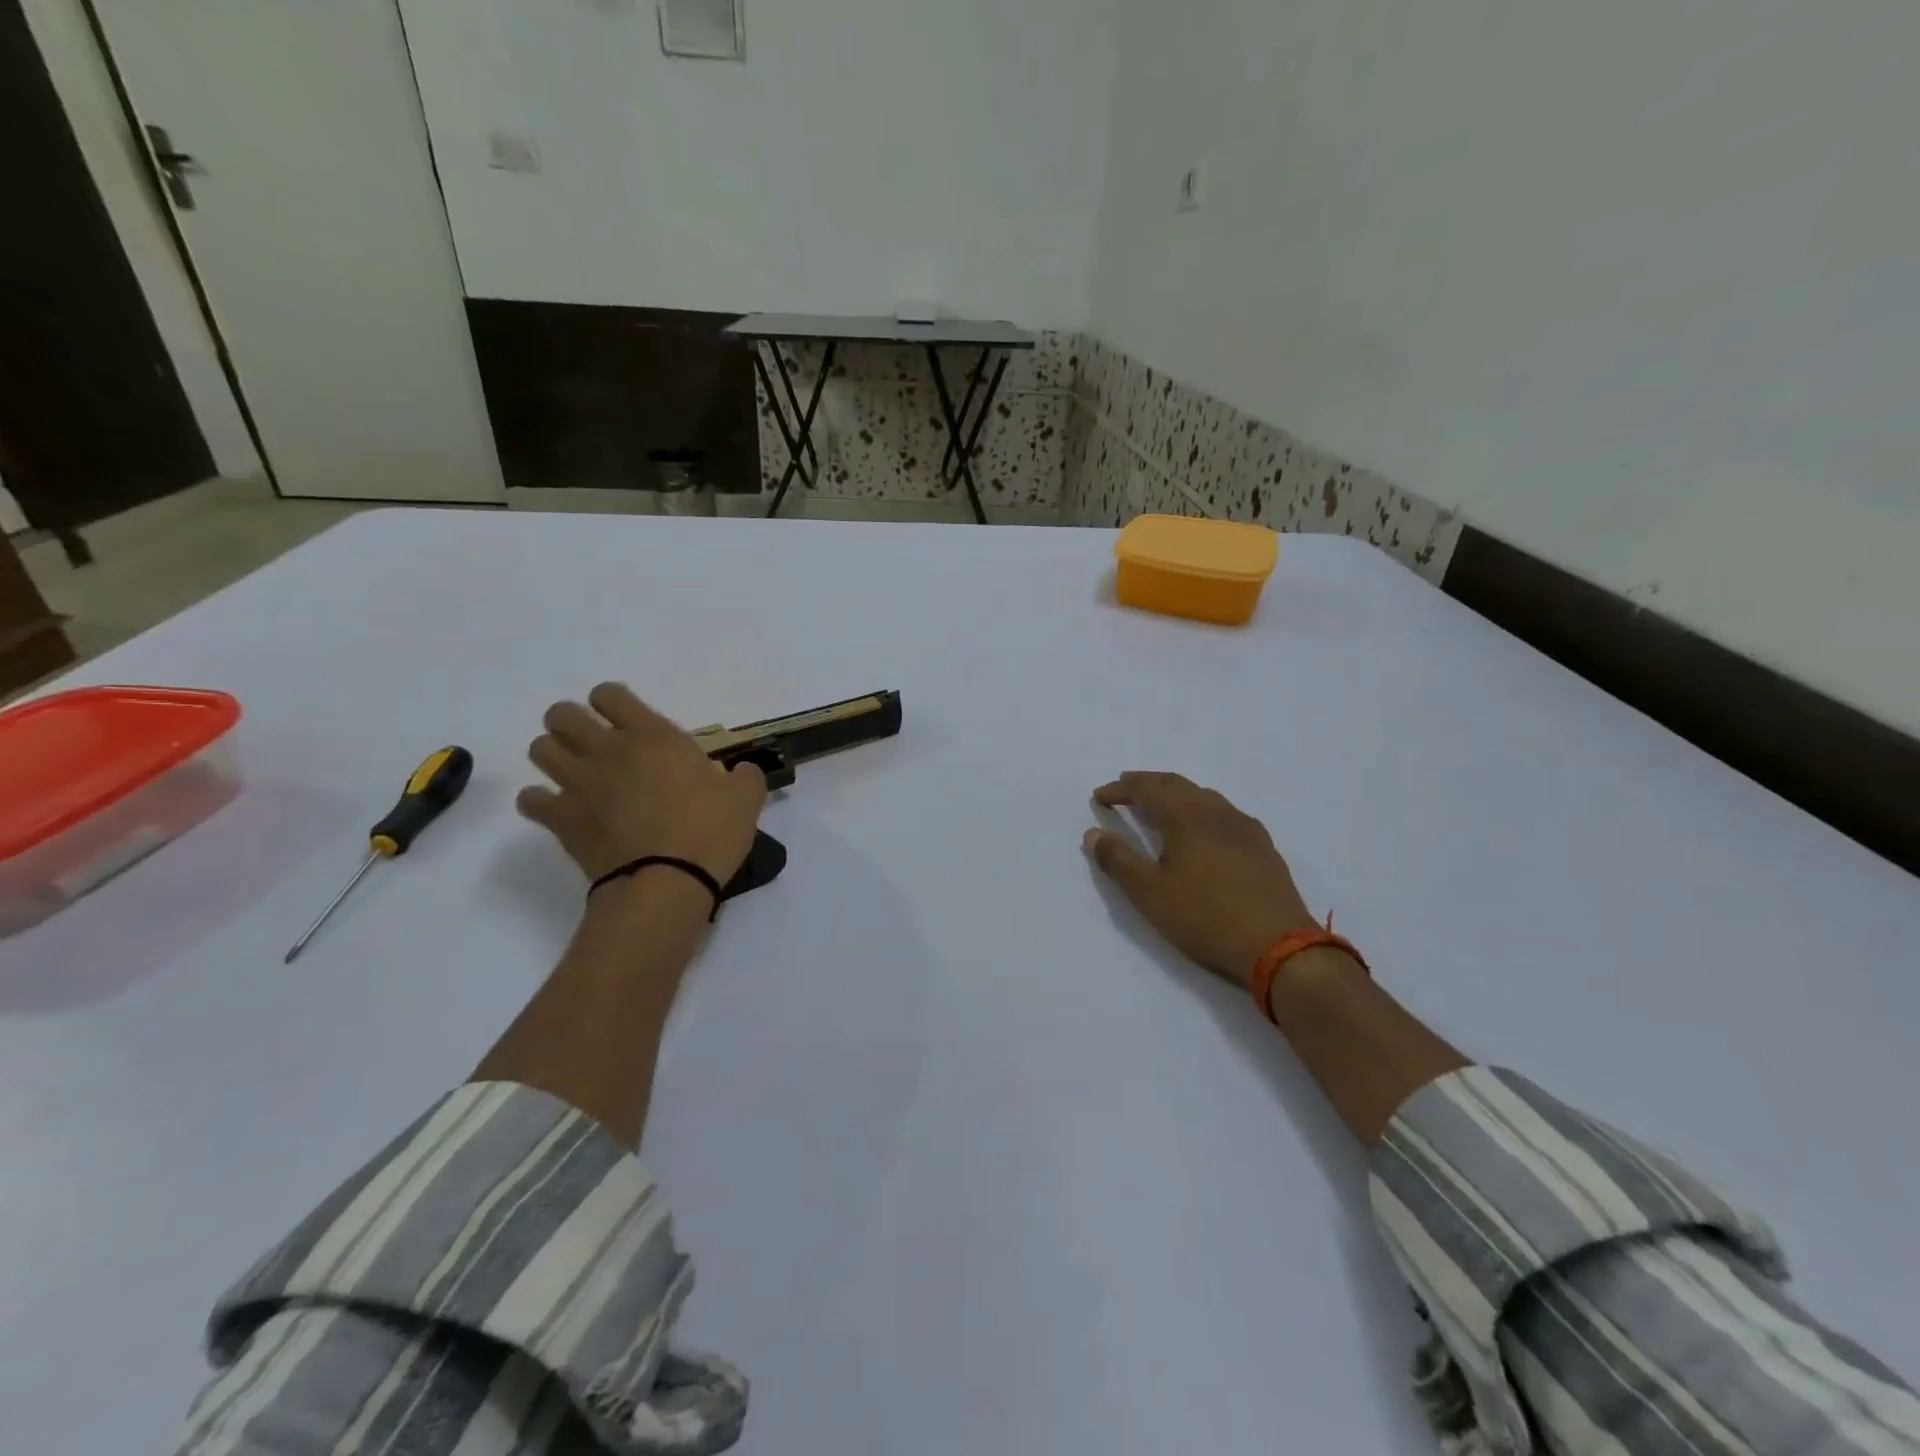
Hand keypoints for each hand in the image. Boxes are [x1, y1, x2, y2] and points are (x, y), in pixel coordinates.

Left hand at [518, 683, 767, 884]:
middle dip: (571, 722)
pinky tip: (560, 809)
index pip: (609, 694)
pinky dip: (540, 801)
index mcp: (653, 736)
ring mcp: (578, 784)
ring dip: (554, 755)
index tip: (627, 720)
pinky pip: (530, 800)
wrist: (668, 883)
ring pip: (540, 749)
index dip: (612, 701)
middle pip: (561, 714)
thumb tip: (740, 772)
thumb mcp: (746, 799)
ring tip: (575, 772)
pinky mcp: (561, 819)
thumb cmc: (710, 832)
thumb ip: (744, 776)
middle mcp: (608, 751)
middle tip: (595, 744)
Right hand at [1084, 772, 1317, 986]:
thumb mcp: (1149, 894)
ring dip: (1177, 795)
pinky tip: (1205, 832)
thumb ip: (1118, 861)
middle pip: (1178, 785)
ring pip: (1205, 797)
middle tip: (1126, 789)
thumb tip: (1093, 834)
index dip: (1121, 789)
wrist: (1278, 946)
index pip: (1148, 788)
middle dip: (1148, 784)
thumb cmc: (1205, 917)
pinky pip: (1226, 815)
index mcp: (1187, 817)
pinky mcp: (1264, 849)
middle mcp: (1217, 813)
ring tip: (1162, 808)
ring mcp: (1246, 829)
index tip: (1100, 796)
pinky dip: (1202, 811)